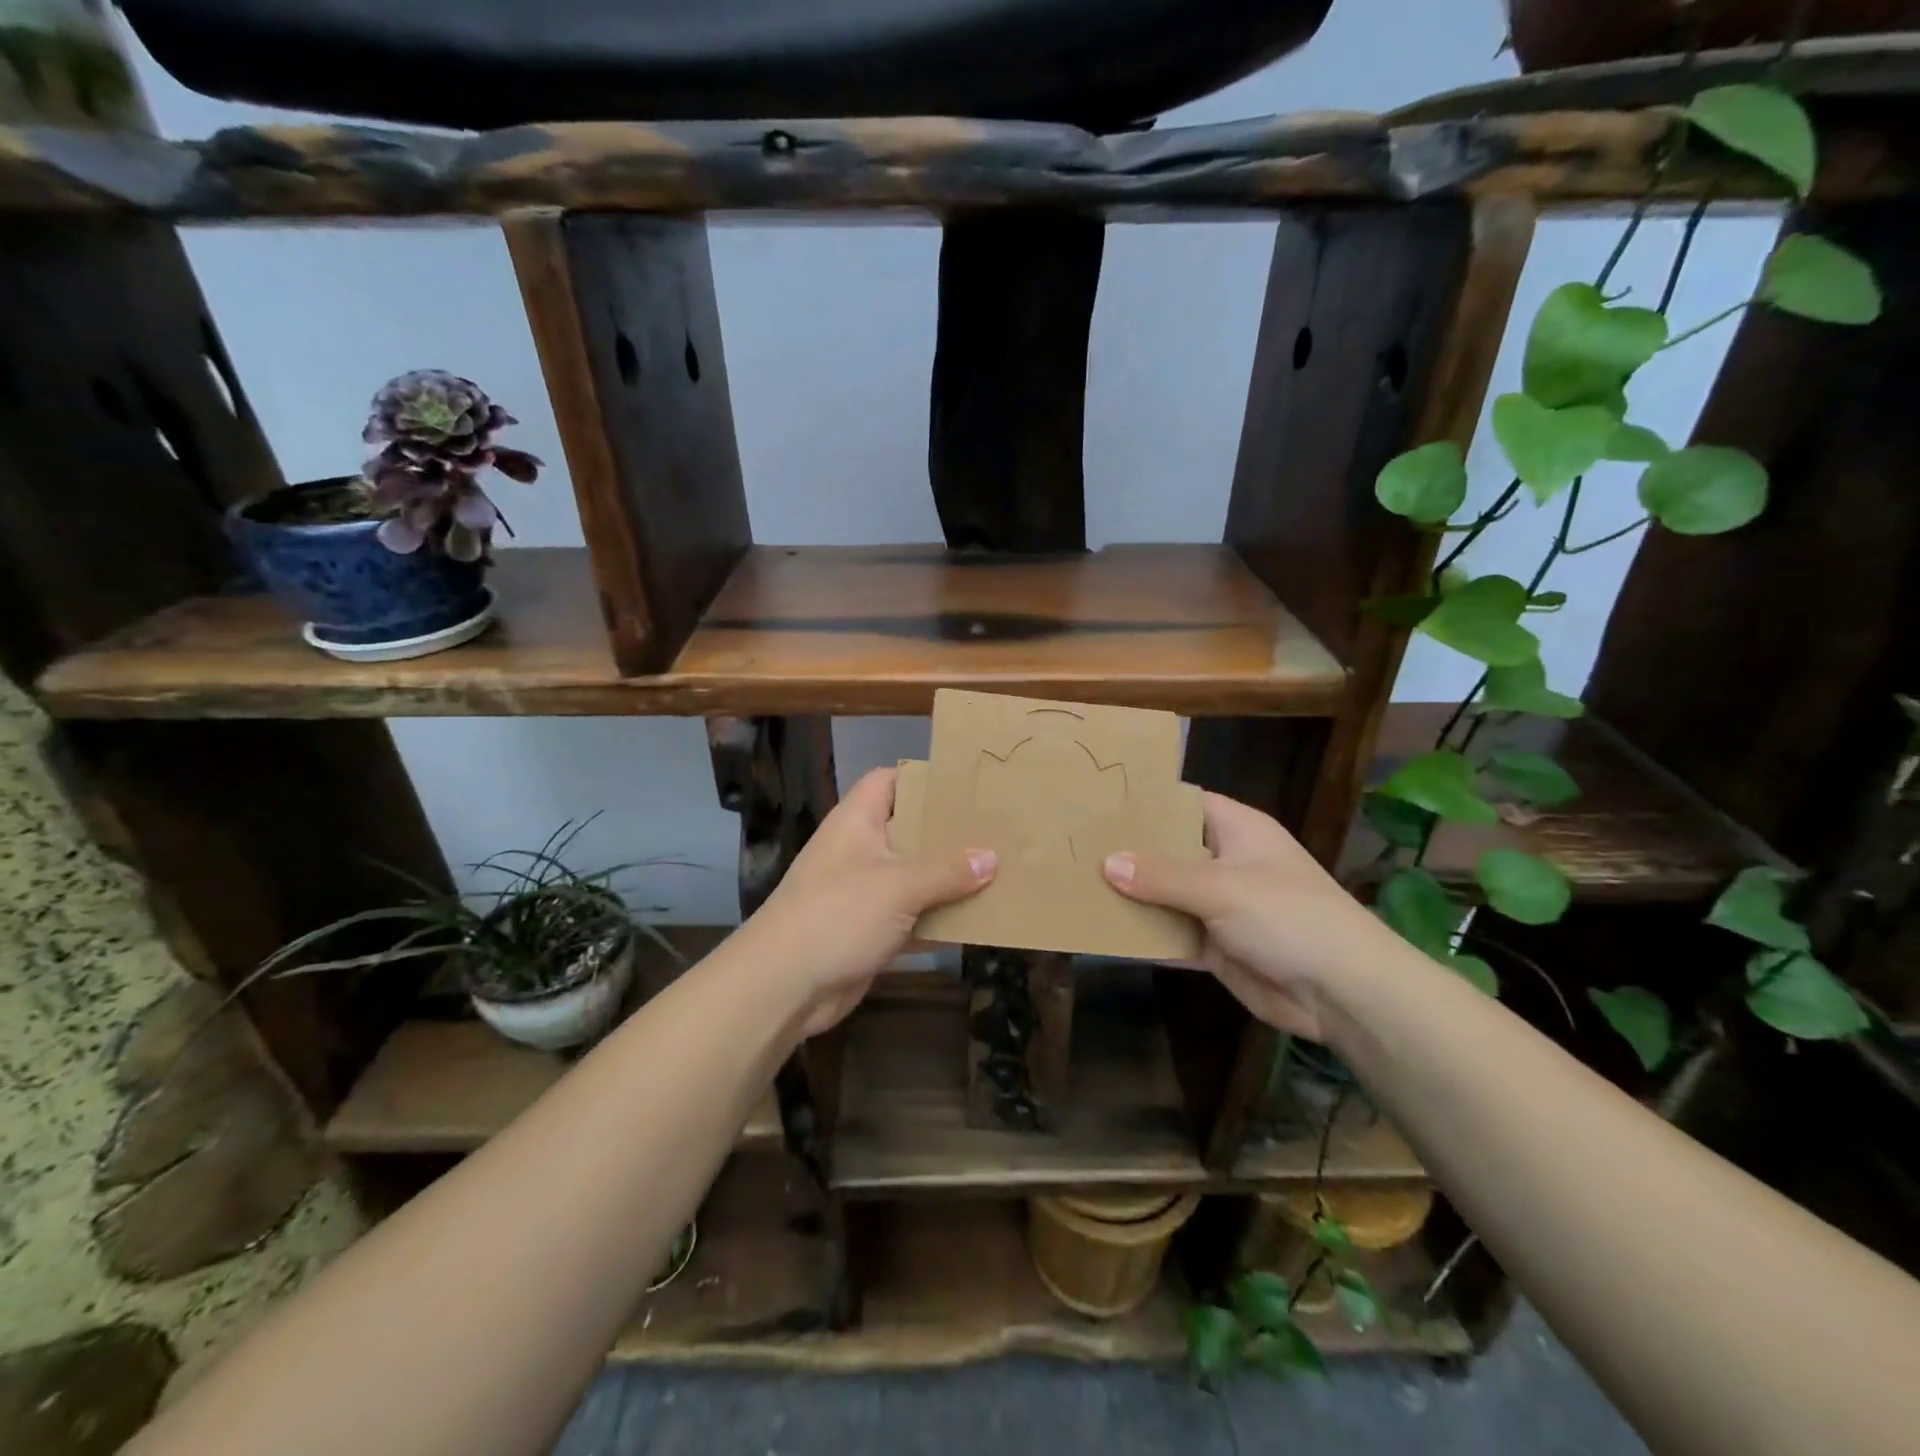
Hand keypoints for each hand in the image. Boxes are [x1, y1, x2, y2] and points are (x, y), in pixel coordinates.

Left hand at [743, 767, 995, 1036]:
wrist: (784, 986)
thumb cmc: (838, 914)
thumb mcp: (898, 886)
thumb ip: (947, 871)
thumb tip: (992, 857)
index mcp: (857, 821)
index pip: (889, 780)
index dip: (924, 778)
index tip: (967, 785)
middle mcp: (860, 850)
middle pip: (909, 829)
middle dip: (948, 833)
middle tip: (996, 830)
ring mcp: (863, 892)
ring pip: (914, 877)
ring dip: (949, 880)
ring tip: (1000, 872)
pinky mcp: (869, 930)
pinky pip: (912, 917)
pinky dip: (939, 920)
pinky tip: (978, 922)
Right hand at [1102, 792, 1397, 1041]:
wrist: (1342, 993)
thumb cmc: (1288, 916)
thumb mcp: (1222, 887)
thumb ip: (1162, 876)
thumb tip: (1107, 863)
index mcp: (1237, 830)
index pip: (1184, 802)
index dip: (1146, 801)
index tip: (1098, 801)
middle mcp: (1226, 861)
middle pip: (1170, 849)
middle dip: (1129, 850)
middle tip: (1075, 844)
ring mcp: (1221, 905)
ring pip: (1166, 893)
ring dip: (1132, 895)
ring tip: (1077, 884)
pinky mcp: (1216, 945)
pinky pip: (1172, 933)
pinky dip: (1146, 934)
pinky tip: (1104, 930)